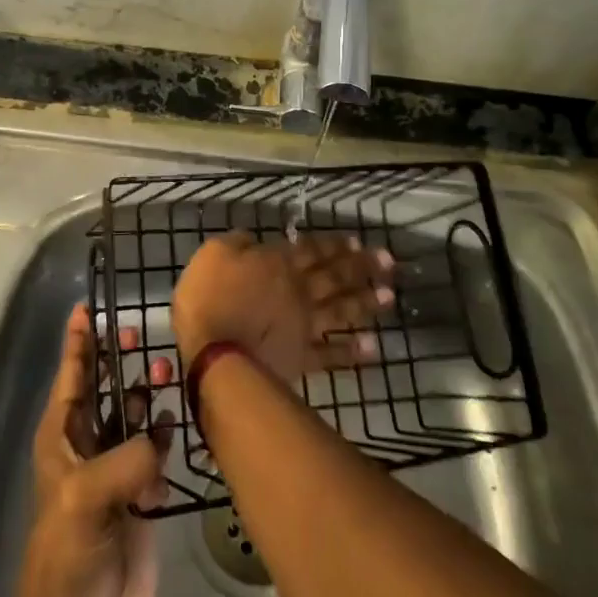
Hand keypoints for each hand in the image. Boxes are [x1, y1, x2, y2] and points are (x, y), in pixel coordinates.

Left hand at [12, 304, 175, 596]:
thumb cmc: (69, 554)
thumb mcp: (86, 498)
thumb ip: (126, 459)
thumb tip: (159, 438)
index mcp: (62, 436)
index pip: (72, 375)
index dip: (78, 341)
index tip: (87, 305)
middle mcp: (88, 444)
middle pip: (105, 387)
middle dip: (119, 358)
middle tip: (141, 330)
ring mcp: (116, 468)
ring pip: (133, 415)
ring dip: (146, 393)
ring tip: (167, 372)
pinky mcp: (141, 494)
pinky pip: (155, 450)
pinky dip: (164, 434)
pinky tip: (176, 423)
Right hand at [172, 231, 395, 383]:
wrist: (212, 350)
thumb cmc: (208, 296)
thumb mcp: (214, 253)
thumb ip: (237, 244)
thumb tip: (252, 239)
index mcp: (278, 263)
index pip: (312, 250)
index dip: (335, 245)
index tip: (358, 241)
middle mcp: (298, 290)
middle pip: (335, 276)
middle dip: (362, 268)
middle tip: (389, 262)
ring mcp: (302, 325)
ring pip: (340, 310)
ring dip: (365, 303)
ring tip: (389, 298)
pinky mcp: (300, 357)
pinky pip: (331, 354)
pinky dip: (352, 351)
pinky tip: (372, 348)